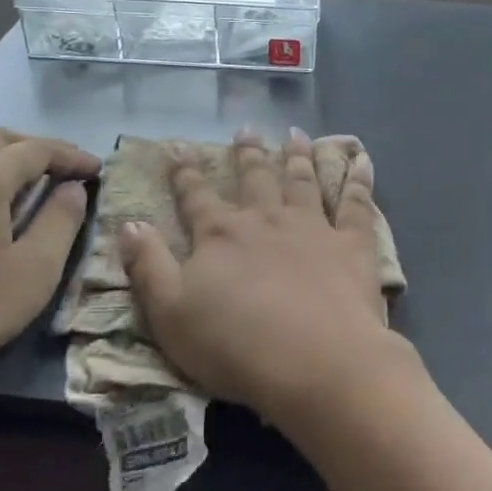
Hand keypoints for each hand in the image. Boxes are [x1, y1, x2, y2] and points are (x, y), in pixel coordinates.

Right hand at [118, 128, 409, 427]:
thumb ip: (148, 266)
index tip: (180, 148)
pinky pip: (356, 202)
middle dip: (247, 154)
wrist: (316, 360)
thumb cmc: (235, 345)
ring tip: (295, 135)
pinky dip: (359, 178)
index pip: (196, 197)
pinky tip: (362, 159)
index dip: (185, 173)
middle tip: (246, 129)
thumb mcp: (170, 314)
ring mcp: (312, 227)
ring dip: (298, 156)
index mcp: (220, 235)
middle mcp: (266, 219)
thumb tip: (129, 223)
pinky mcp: (351, 243)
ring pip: (302, 181)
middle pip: (254, 179)